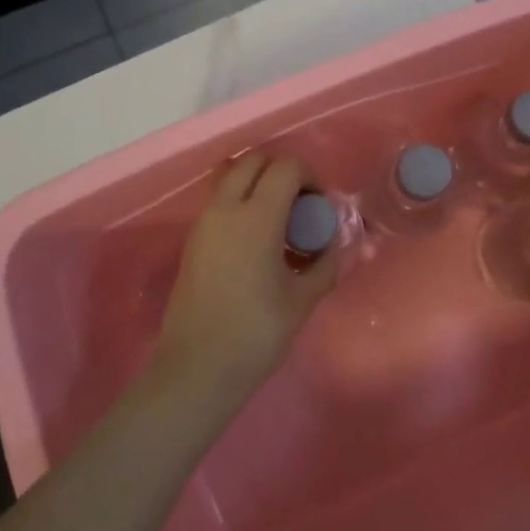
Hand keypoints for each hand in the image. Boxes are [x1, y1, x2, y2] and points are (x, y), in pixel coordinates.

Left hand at [158, 152, 338, 399]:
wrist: (196, 369)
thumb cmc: (256, 334)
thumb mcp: (303, 299)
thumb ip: (326, 263)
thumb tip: (336, 244)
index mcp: (257, 217)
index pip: (286, 167)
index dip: (310, 176)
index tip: (320, 206)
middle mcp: (226, 209)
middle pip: (254, 161)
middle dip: (282, 172)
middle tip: (300, 205)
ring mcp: (204, 222)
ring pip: (233, 177)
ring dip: (259, 185)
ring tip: (279, 222)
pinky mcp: (193, 240)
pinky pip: (220, 201)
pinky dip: (241, 202)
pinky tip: (257, 242)